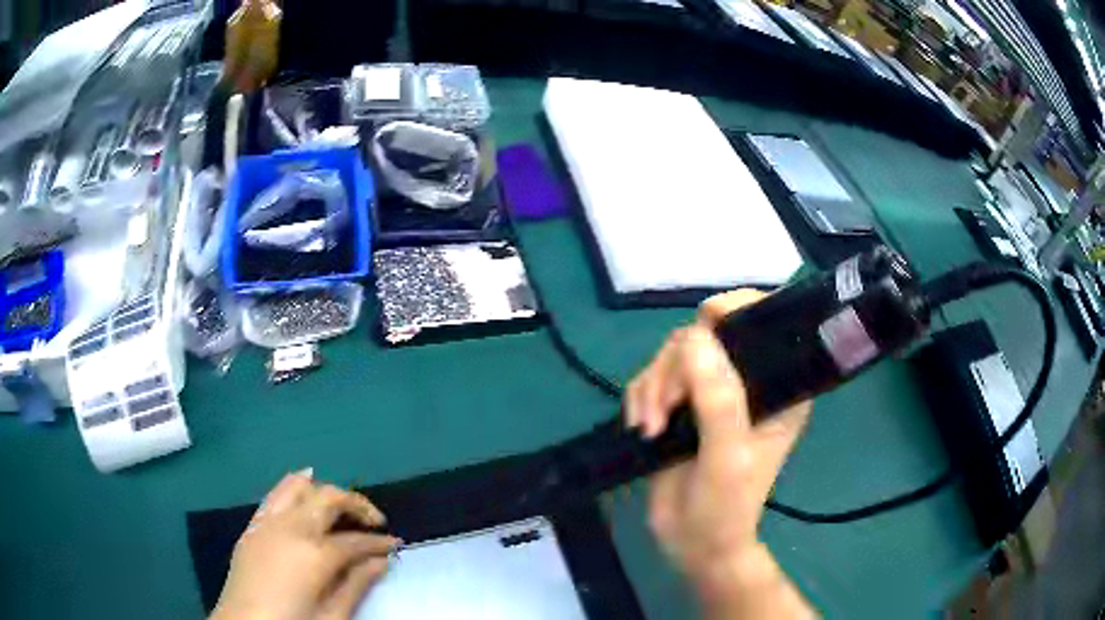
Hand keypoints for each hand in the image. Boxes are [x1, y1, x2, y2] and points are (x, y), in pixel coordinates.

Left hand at [211, 469, 400, 619]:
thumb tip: (382, 561)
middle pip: (329, 499)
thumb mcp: (332, 615)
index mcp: (314, 554)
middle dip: (357, 504)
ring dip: (325, 491)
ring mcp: (268, 523)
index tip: (396, 546)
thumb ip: (357, 585)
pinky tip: (304, 492)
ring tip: (341, 507)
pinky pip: (275, 495)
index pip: (356, 541)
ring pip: (299, 486)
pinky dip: (294, 487)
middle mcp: (291, 528)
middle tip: (374, 522)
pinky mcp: (253, 526)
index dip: (380, 543)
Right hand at [626, 290, 813, 617]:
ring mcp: (710, 392)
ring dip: (654, 386)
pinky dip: (641, 396)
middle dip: (677, 368)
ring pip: (673, 355)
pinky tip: (642, 427)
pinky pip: (652, 377)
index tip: (707, 319)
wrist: (690, 543)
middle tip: (665, 410)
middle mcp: (746, 382)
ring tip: (651, 428)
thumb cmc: (726, 507)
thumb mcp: (728, 456)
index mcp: (777, 387)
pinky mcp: (679, 406)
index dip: (737, 309)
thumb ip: (718, 400)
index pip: (766, 324)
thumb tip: (695, 337)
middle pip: (706, 336)